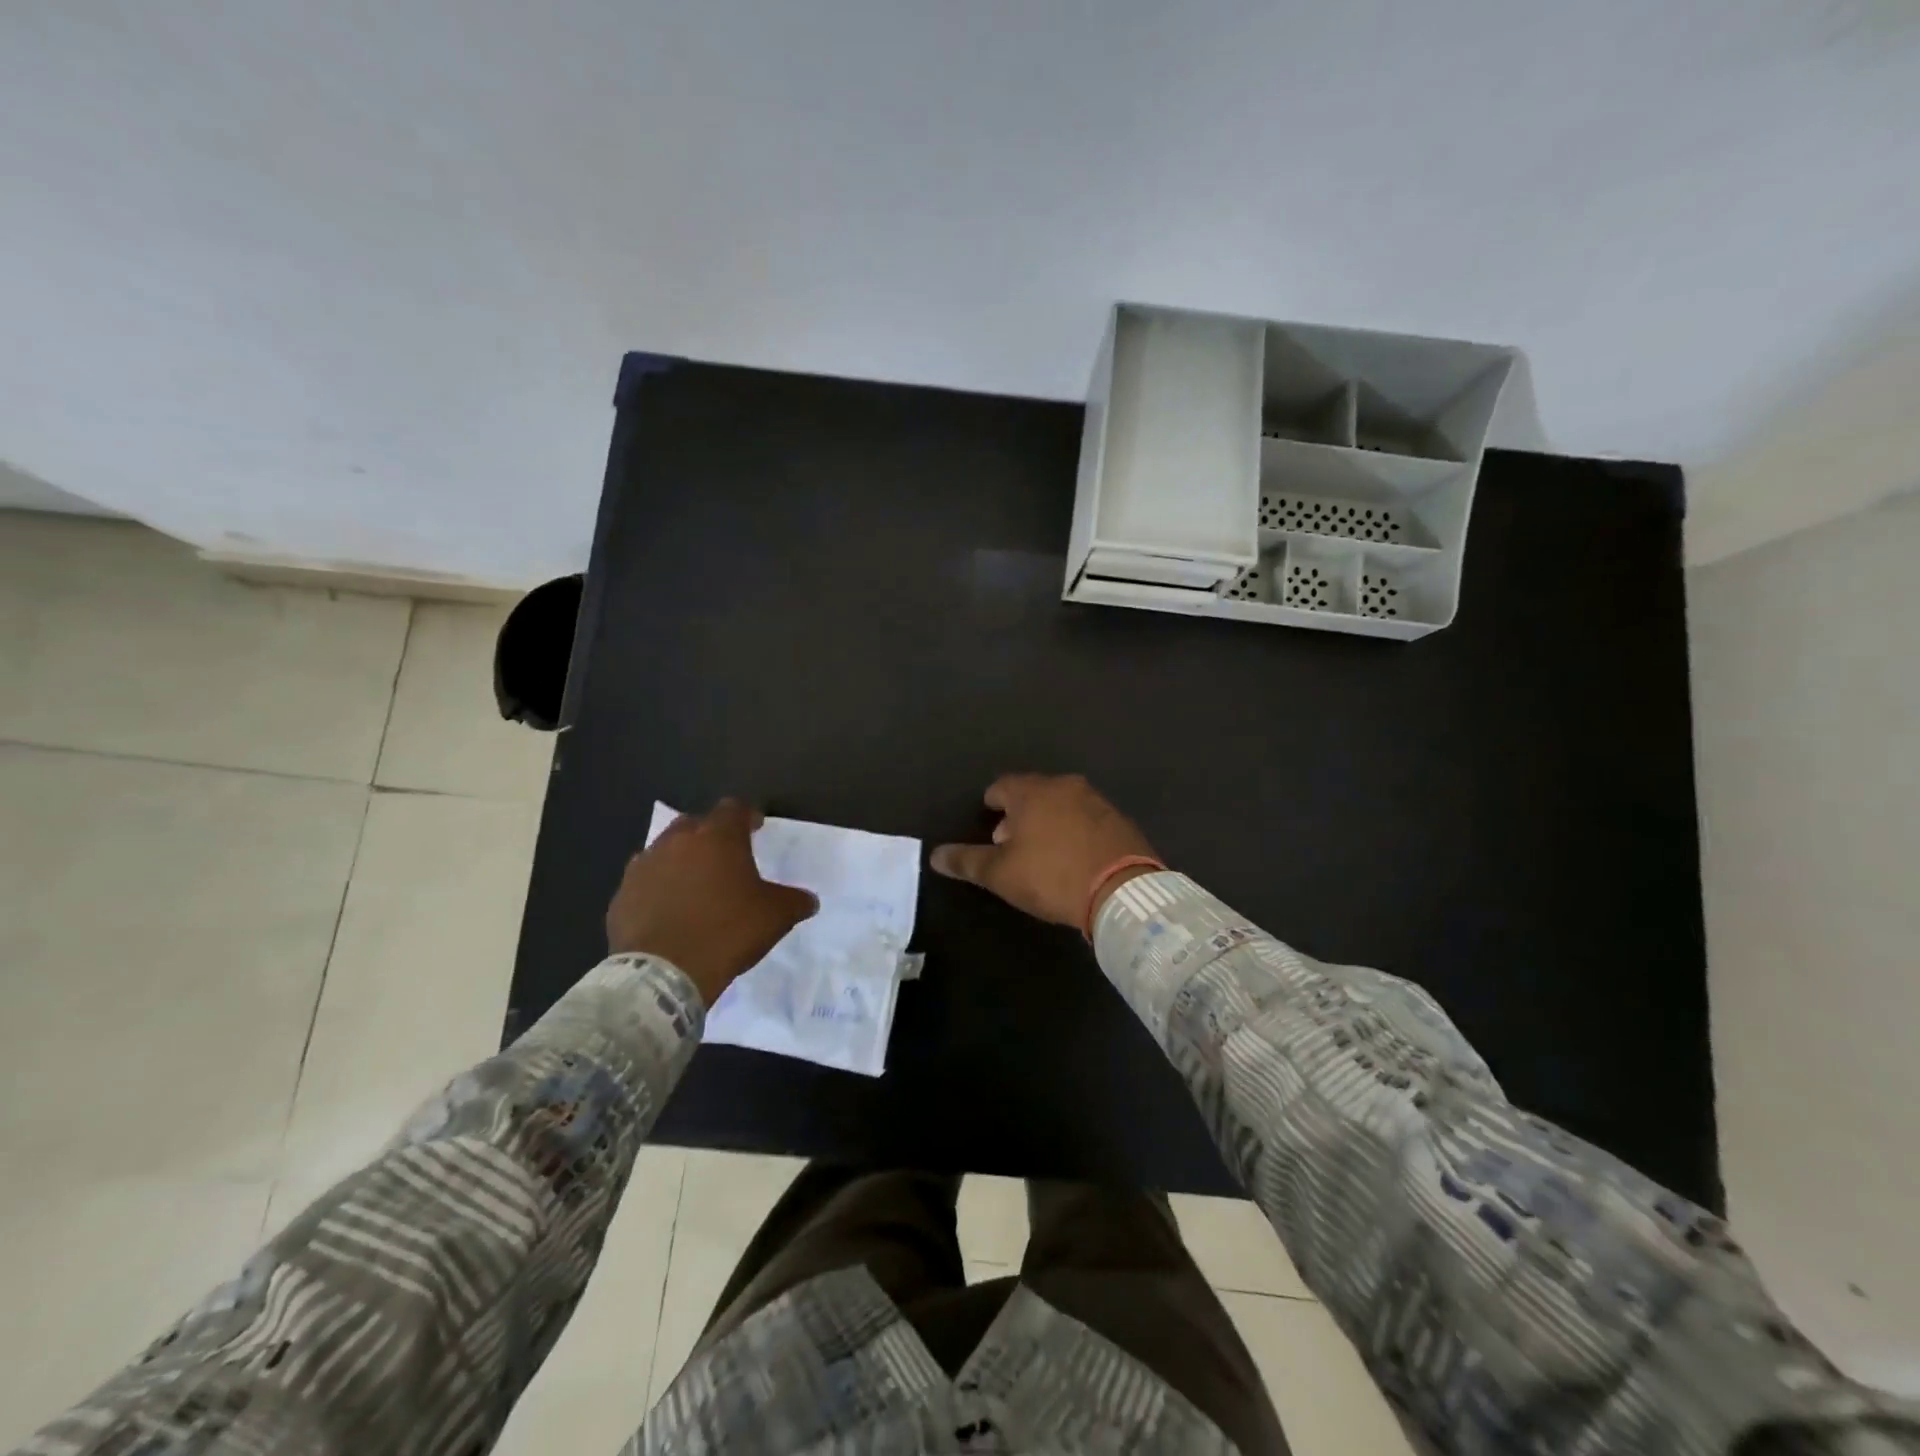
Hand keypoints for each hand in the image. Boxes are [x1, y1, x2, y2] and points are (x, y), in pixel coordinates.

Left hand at [605, 799, 818, 1005]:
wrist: (664, 972)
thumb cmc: (727, 931)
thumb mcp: (776, 917)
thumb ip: (795, 901)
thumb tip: (809, 900)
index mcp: (718, 838)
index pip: (734, 808)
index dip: (747, 816)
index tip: (756, 828)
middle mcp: (677, 842)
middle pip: (694, 824)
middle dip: (710, 835)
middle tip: (724, 857)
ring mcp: (644, 867)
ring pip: (665, 851)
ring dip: (680, 861)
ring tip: (693, 886)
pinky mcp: (622, 896)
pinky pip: (644, 883)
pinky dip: (657, 889)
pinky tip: (667, 911)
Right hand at [930, 773, 1157, 929]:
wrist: (1123, 889)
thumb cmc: (1051, 875)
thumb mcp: (1001, 873)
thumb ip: (967, 861)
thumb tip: (935, 854)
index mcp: (1033, 791)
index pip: (1002, 786)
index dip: (991, 802)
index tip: (988, 820)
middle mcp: (1065, 786)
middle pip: (1033, 793)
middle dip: (1019, 813)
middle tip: (1010, 842)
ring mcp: (1097, 800)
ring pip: (1062, 804)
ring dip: (1048, 821)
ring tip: (1042, 852)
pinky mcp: (1120, 820)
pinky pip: (1087, 819)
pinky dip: (1075, 831)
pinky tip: (1074, 856)